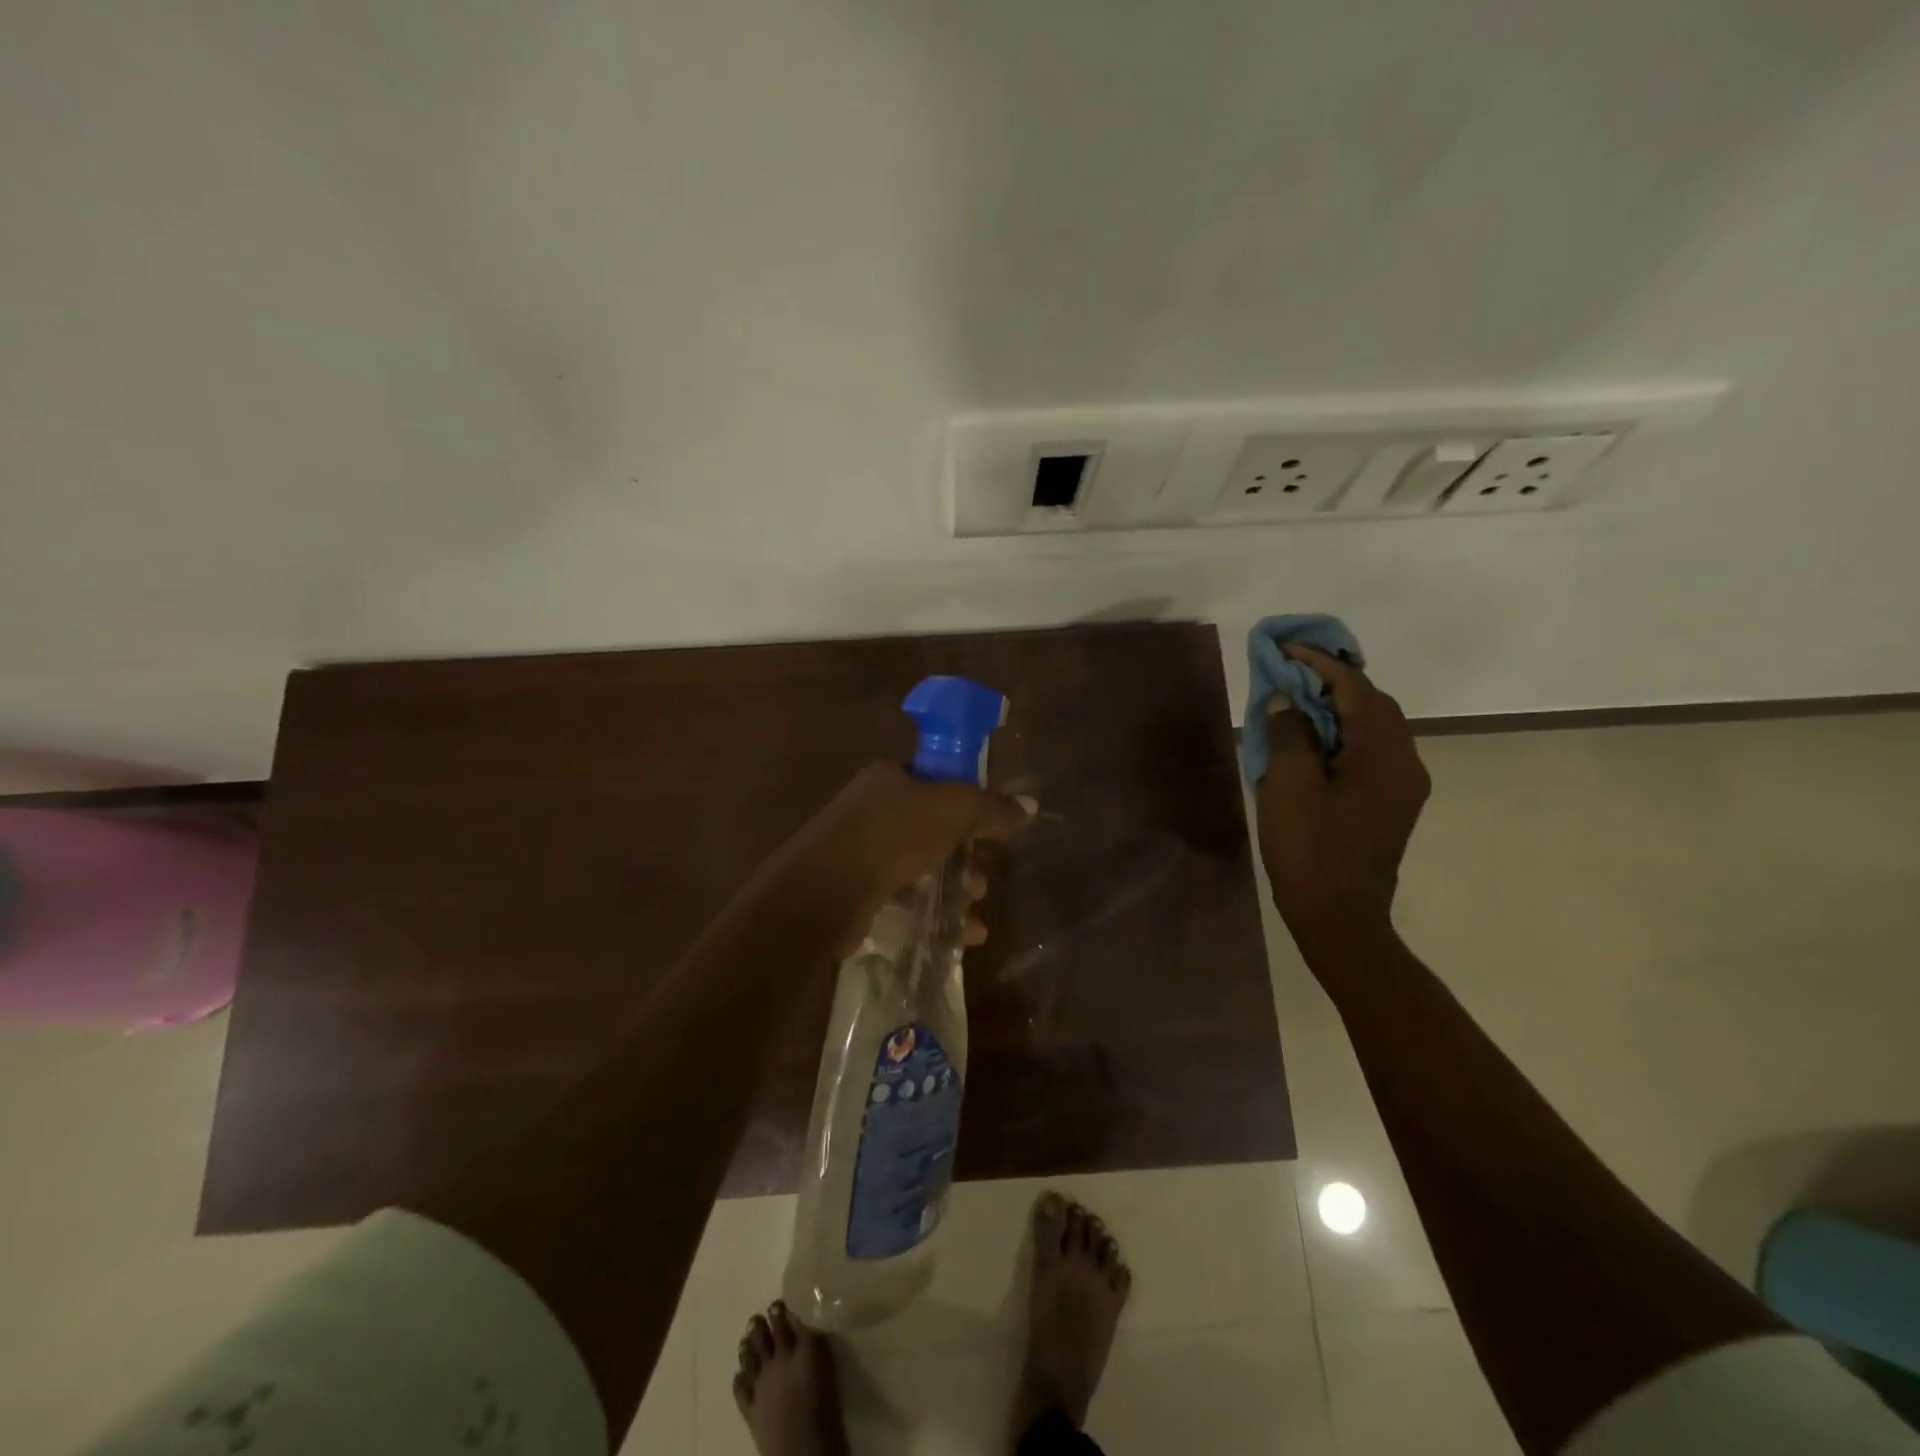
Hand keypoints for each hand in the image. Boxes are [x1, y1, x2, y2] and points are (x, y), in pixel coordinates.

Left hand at [766, 761, 1034, 953]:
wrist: (823, 892)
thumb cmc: (891, 837)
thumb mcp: (953, 812)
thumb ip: (992, 808)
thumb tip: (1030, 806)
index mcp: (889, 776)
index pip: (937, 779)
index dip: (969, 801)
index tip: (992, 829)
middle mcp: (873, 808)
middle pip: (934, 827)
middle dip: (966, 854)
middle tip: (985, 875)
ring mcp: (862, 850)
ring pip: (922, 864)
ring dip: (954, 886)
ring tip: (976, 907)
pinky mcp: (858, 889)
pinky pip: (906, 895)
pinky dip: (934, 911)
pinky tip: (960, 934)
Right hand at [1256, 645, 1429, 937]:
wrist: (1339, 916)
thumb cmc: (1309, 849)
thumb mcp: (1287, 786)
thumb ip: (1288, 735)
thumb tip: (1285, 702)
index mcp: (1384, 754)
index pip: (1356, 690)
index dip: (1320, 664)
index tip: (1288, 649)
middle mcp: (1405, 762)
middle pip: (1374, 704)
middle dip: (1334, 681)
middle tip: (1292, 671)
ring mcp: (1403, 785)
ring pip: (1375, 727)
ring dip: (1339, 707)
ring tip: (1298, 700)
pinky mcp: (1392, 803)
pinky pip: (1371, 751)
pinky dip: (1344, 733)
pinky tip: (1314, 740)